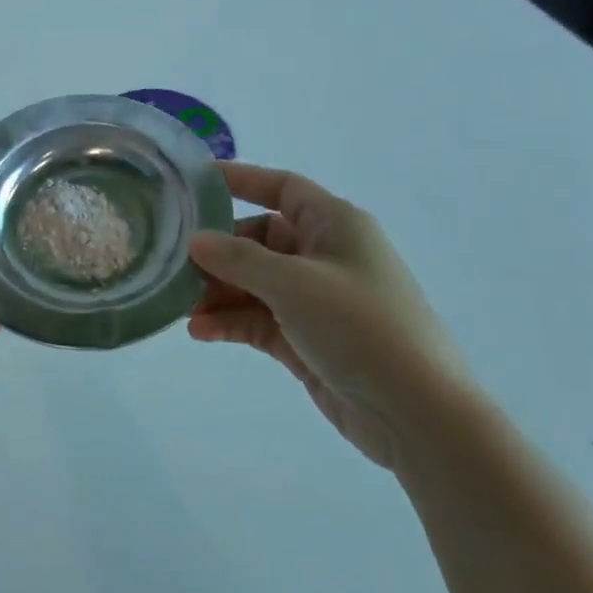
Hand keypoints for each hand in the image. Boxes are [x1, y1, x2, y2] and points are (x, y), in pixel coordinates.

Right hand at [187, 163, 470, 467]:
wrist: (416, 412)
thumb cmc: (361, 327)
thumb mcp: (295, 284)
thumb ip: (239, 259)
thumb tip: (196, 240)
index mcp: (335, 225)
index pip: (282, 188)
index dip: (241, 180)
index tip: (194, 182)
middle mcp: (324, 256)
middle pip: (260, 240)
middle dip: (219, 252)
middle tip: (176, 264)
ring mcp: (315, 300)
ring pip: (255, 283)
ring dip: (219, 292)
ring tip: (183, 306)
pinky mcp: (307, 339)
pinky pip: (259, 320)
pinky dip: (231, 322)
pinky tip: (200, 332)